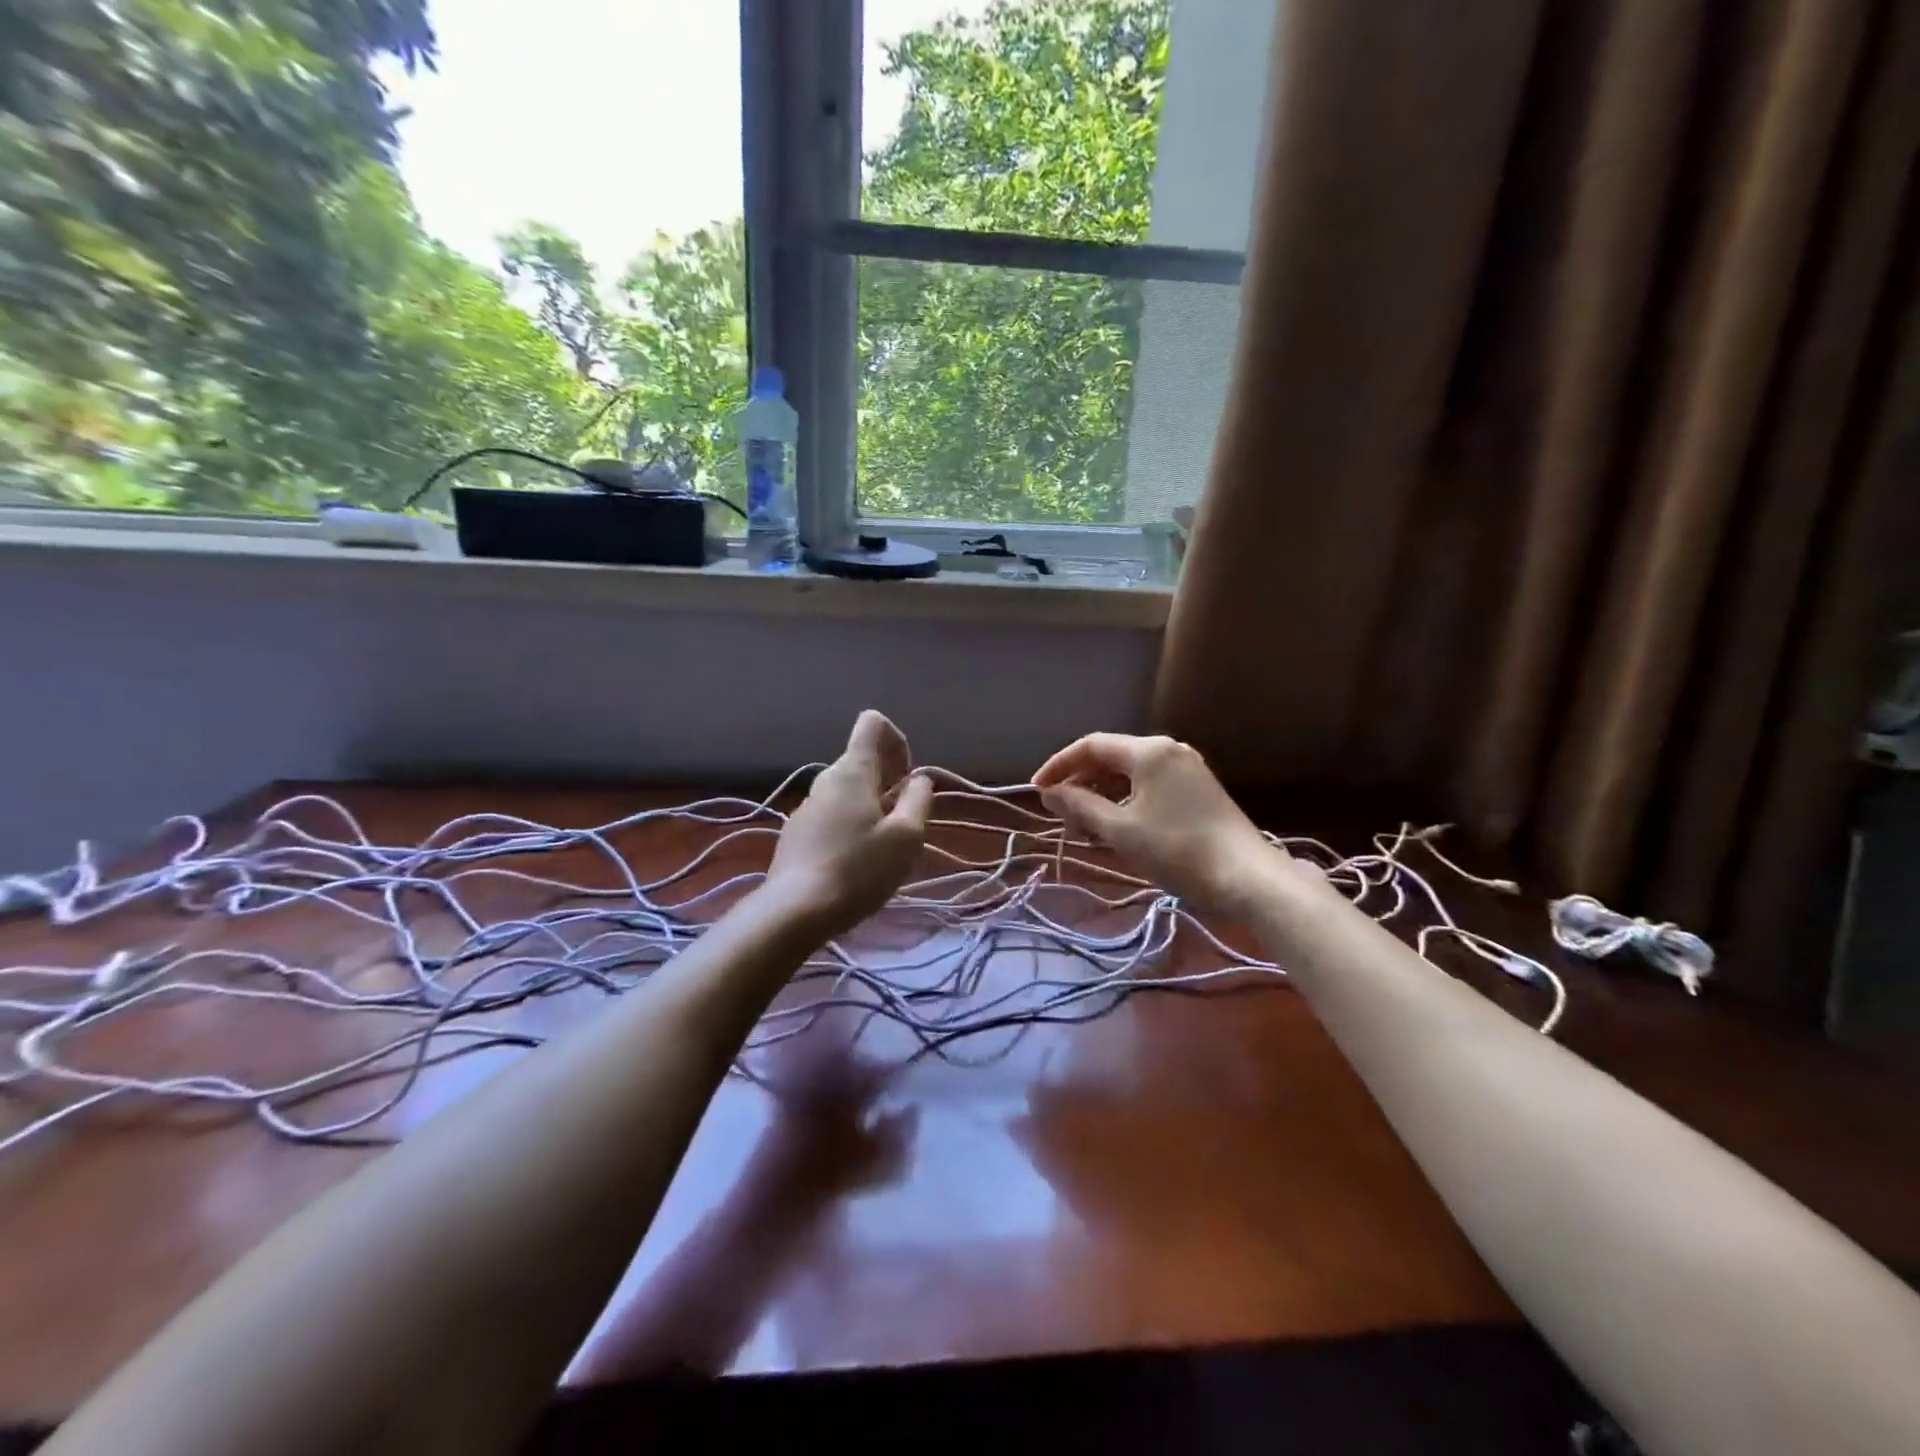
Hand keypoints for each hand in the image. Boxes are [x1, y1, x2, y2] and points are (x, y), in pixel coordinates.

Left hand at [766, 711, 932, 937]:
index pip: (873, 724)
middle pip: (862, 761)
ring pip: (847, 793)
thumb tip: (918, 780)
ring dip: (871, 808)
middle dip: (889, 782)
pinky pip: (832, 817)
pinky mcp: (796, 835)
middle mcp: (825, 780)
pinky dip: (851, 828)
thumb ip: (918, 800)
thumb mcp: (906, 836)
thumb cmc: (859, 870)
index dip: (897, 741)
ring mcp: (806, 808)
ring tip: (882, 849)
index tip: (906, 779)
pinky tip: (856, 865)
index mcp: (852, 771)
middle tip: (903, 822)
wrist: (794, 912)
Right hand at [1032, 733, 1294, 914]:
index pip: (1091, 745)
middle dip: (1080, 783)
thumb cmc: (1177, 850)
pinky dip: (1125, 801)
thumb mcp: (1120, 830)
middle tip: (1060, 814)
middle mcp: (1169, 750)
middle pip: (1111, 757)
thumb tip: (1050, 793)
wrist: (1247, 877)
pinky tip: (1115, 827)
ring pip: (1130, 774)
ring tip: (1083, 827)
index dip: (1059, 765)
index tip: (1037, 790)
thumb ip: (1080, 806)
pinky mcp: (1198, 790)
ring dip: (1101, 795)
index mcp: (1149, 751)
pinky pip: (1150, 786)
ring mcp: (1187, 769)